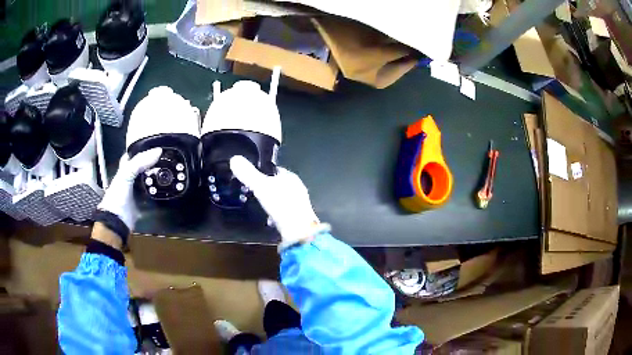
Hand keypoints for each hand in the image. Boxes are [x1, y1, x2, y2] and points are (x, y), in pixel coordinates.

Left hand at [97, 148, 161, 231]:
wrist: (117, 220)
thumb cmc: (118, 195)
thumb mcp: (126, 173)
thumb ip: (140, 162)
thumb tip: (159, 151)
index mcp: (125, 170)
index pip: (133, 156)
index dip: (143, 150)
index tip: (155, 146)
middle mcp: (131, 180)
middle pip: (144, 168)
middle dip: (154, 163)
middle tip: (167, 158)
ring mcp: (138, 192)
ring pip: (150, 181)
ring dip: (158, 178)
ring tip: (171, 171)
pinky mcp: (144, 204)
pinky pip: (154, 195)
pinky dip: (160, 192)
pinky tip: (168, 188)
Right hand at [230, 155, 328, 249]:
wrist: (299, 232)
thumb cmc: (281, 205)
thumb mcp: (261, 187)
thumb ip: (248, 174)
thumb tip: (234, 158)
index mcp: (290, 177)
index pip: (275, 169)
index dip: (262, 172)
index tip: (250, 177)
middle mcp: (297, 188)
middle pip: (277, 185)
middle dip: (265, 188)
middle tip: (251, 192)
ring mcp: (299, 204)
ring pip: (280, 199)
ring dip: (270, 202)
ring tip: (257, 206)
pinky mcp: (298, 217)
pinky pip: (283, 212)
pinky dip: (275, 214)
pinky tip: (268, 220)